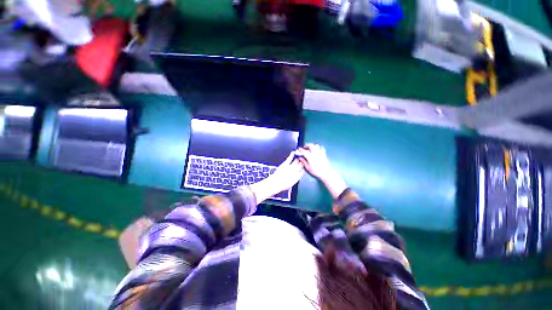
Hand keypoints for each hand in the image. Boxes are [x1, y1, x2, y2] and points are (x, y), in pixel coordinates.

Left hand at [248, 152, 304, 203]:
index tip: (303, 168)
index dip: (303, 169)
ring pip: (296, 161)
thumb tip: (297, 176)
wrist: (276, 183)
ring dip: (298, 158)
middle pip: (301, 165)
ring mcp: (291, 166)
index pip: (302, 171)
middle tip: (303, 160)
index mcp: (298, 176)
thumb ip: (295, 179)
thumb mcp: (291, 184)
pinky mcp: (285, 164)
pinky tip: (293, 152)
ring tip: (300, 156)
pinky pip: (289, 158)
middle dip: (302, 162)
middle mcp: (296, 171)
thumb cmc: (283, 185)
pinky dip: (291, 155)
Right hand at [295, 144, 333, 181]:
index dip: (301, 149)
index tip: (299, 149)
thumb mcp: (308, 167)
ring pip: (316, 145)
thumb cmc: (316, 171)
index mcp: (310, 156)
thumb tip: (300, 158)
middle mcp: (315, 153)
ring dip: (312, 145)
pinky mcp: (324, 153)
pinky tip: (317, 150)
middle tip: (305, 147)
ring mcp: (320, 152)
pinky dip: (318, 147)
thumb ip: (303, 161)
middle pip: (311, 145)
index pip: (304, 151)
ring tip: (311, 148)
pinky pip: (321, 148)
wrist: (325, 172)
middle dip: (307, 145)